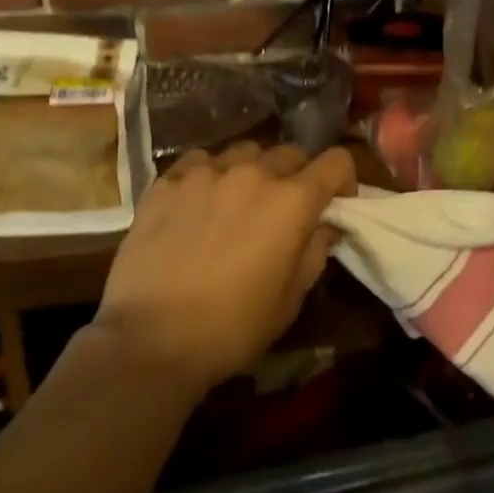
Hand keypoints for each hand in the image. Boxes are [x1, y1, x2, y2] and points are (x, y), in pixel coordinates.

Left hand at [96, 142, 356, 390]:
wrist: (150, 340)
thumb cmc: (233, 327)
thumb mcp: (291, 299)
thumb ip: (315, 251)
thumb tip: (324, 225)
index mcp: (293, 201)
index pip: (336, 161)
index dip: (344, 178)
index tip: (337, 202)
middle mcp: (254, 174)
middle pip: (291, 152)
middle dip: (298, 175)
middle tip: (285, 208)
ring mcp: (207, 173)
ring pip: (245, 152)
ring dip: (253, 170)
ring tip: (240, 200)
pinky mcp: (168, 182)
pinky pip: (199, 161)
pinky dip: (209, 174)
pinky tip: (199, 200)